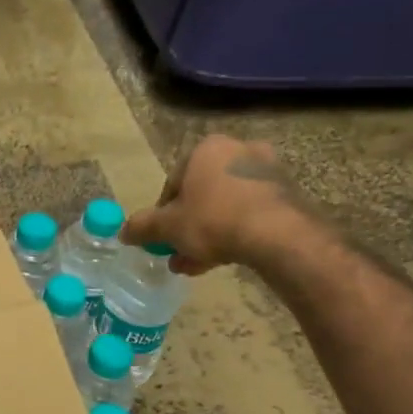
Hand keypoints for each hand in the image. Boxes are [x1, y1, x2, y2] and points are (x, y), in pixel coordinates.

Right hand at [122, 135, 310, 274]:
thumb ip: (143, 227)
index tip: (163, 236)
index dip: (164, 213)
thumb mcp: (168, 227)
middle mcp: (238, 150)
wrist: (279, 235)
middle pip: (202, 193)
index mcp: (206, 149)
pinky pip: (251, 212)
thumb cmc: (213, 220)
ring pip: (227, 205)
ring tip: (199, 264)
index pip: (174, 181)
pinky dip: (237, 231)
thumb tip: (123, 232)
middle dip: (189, 225)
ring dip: (210, 232)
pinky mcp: (289, 192)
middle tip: (180, 252)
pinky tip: (227, 258)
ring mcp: (268, 170)